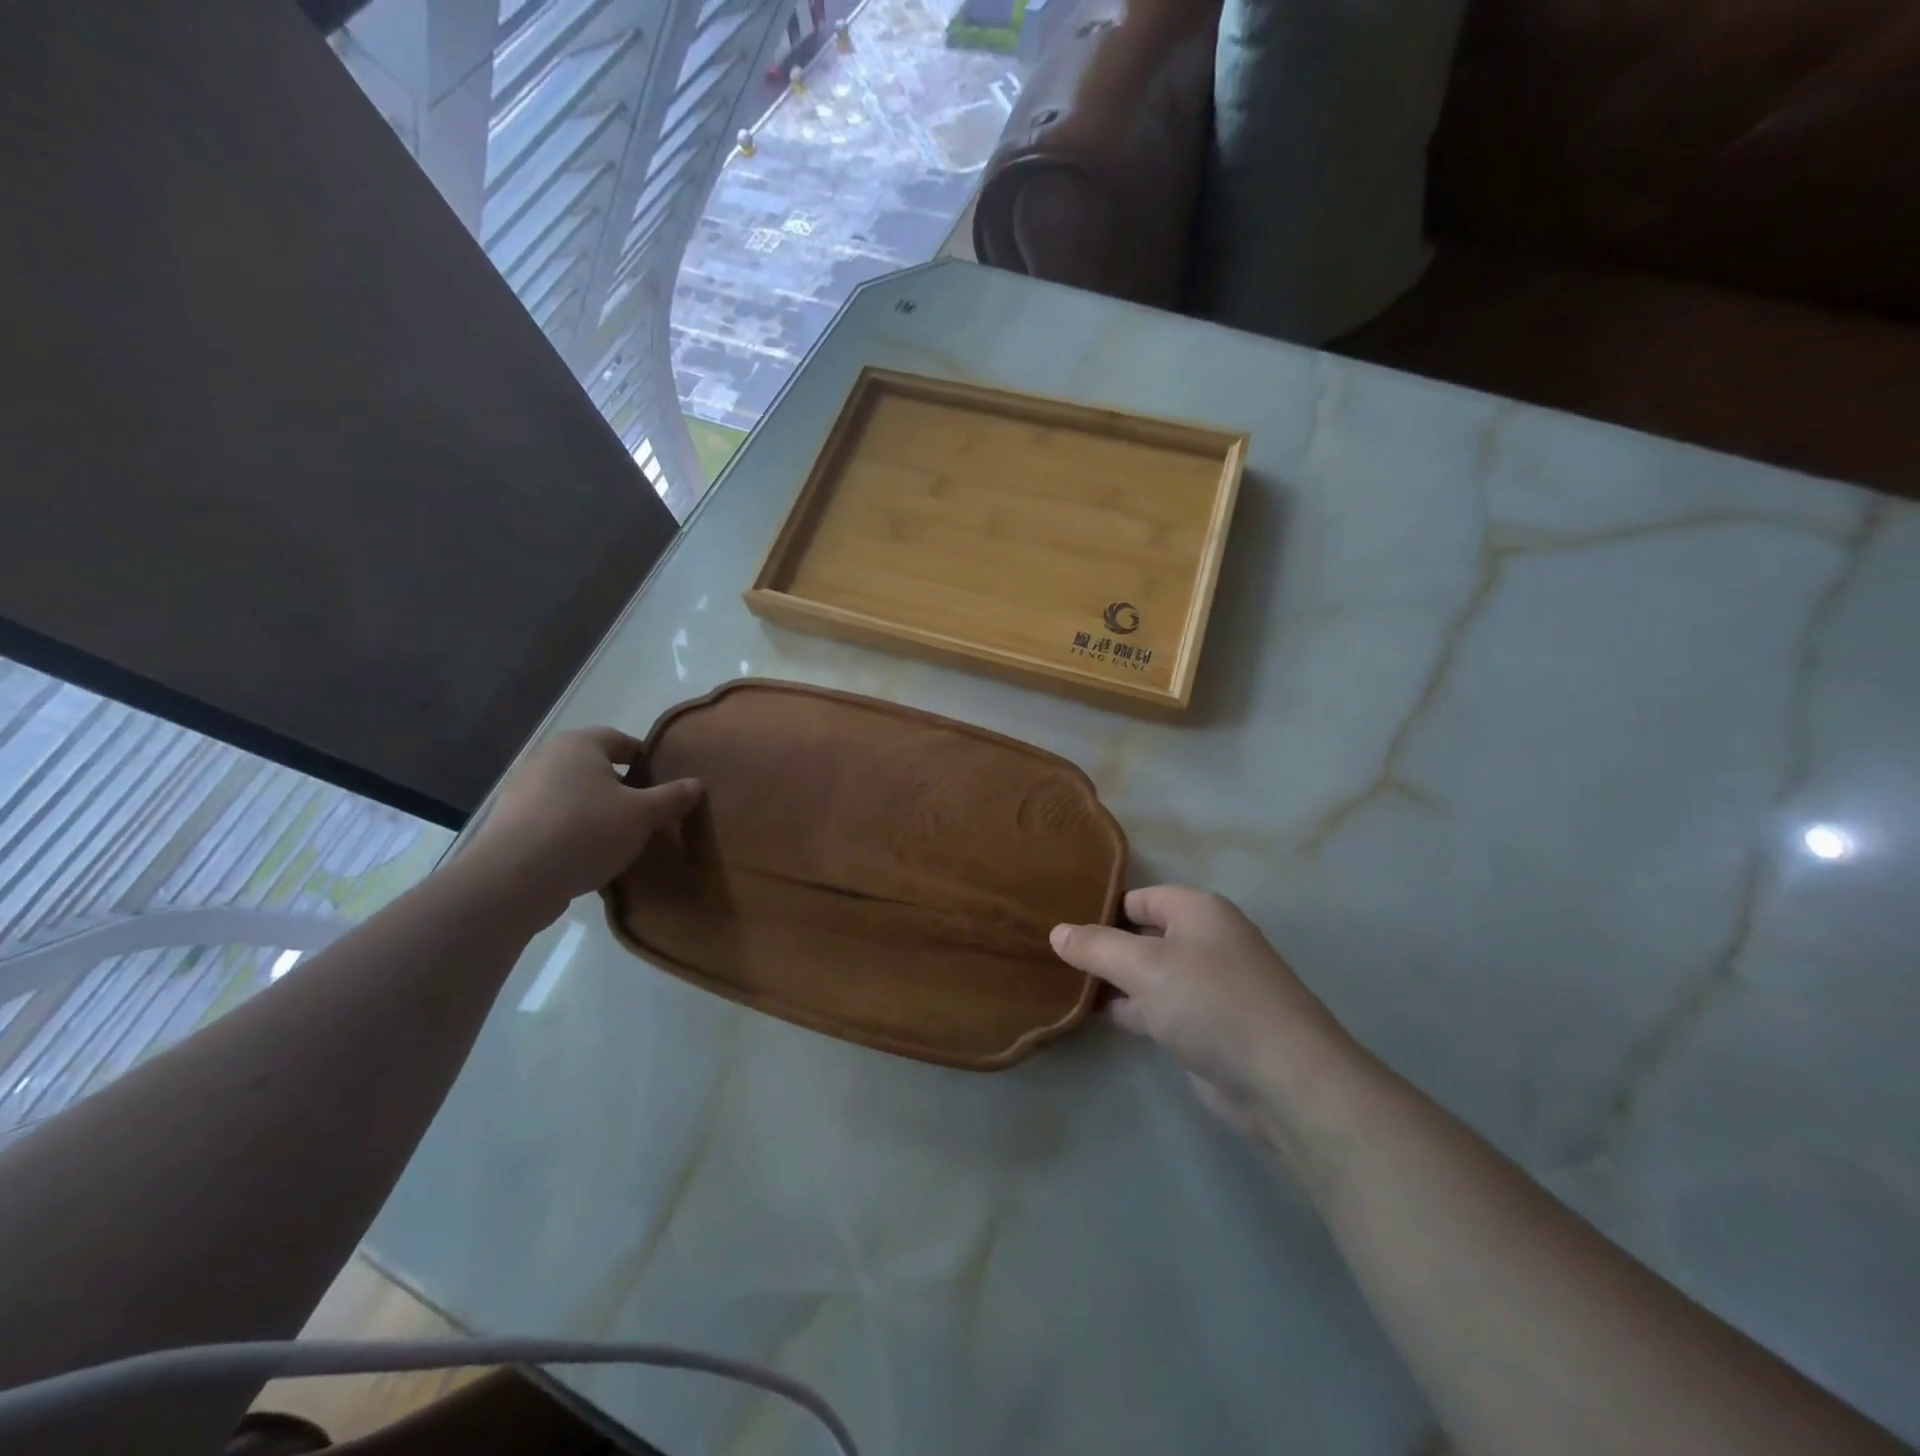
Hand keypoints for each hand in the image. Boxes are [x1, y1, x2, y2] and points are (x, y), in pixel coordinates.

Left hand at [462, 727, 701, 927]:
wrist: (514, 878)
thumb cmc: (586, 831)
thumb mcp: (642, 815)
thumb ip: (672, 797)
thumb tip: (697, 784)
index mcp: (579, 744)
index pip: (620, 740)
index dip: (644, 758)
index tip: (662, 781)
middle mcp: (546, 758)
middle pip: (594, 767)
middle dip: (620, 786)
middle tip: (645, 810)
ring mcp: (522, 791)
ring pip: (572, 794)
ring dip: (595, 810)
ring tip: (618, 837)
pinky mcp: (509, 824)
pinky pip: (552, 820)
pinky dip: (571, 831)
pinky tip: (587, 855)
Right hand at [1051, 887, 1359, 1152]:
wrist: (1284, 1080)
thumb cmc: (1211, 1002)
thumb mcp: (1144, 966)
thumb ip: (1097, 946)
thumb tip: (1057, 931)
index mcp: (1198, 911)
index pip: (1139, 896)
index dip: (1101, 907)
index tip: (1059, 922)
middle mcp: (1205, 941)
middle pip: (1143, 934)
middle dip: (1103, 946)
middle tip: (1053, 955)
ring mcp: (1208, 987)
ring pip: (1148, 974)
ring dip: (1113, 981)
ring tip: (1062, 984)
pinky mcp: (1207, 1027)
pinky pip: (1158, 1007)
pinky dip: (1130, 1010)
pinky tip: (1095, 1017)